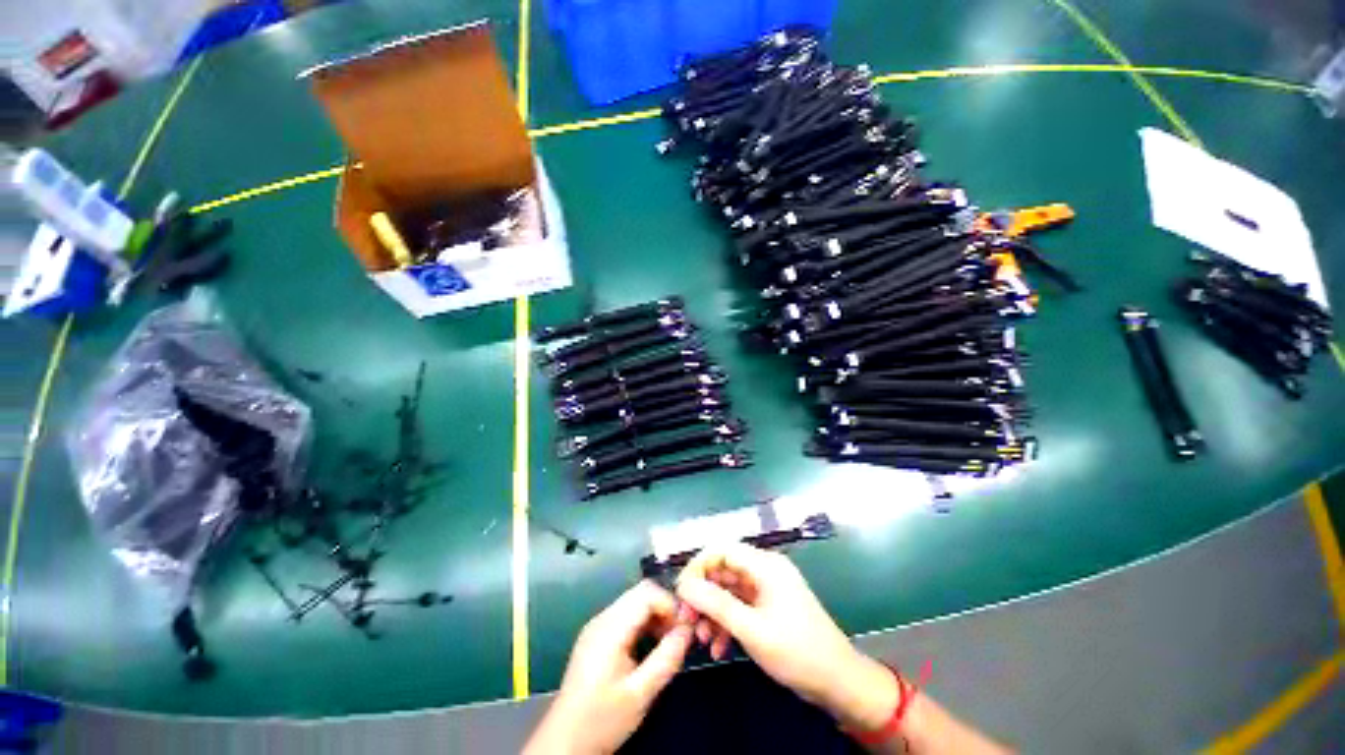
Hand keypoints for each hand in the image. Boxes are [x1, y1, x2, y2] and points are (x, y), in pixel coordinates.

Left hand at [523, 581, 692, 754]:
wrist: (564, 743)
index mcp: (610, 628)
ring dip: (656, 616)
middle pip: (640, 594)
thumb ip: (666, 659)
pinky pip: (626, 616)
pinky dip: (644, 624)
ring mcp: (597, 626)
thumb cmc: (601, 720)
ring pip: (634, 603)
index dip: (670, 603)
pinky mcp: (596, 636)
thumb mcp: (640, 695)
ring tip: (670, 642)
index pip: (646, 593)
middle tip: (681, 634)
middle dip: (665, 609)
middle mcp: (602, 619)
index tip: (686, 626)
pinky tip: (652, 646)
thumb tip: (687, 631)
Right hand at [675, 543, 897, 730]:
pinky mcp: (769, 607)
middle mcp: (765, 570)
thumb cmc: (797, 652)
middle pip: (723, 570)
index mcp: (765, 565)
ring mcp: (767, 589)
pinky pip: (740, 607)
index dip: (698, 566)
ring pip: (729, 591)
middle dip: (703, 595)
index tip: (681, 592)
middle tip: (687, 620)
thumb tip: (684, 584)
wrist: (838, 683)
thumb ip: (715, 604)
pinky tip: (718, 647)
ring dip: (712, 612)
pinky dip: (726, 623)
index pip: (721, 549)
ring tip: (701, 639)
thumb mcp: (751, 629)